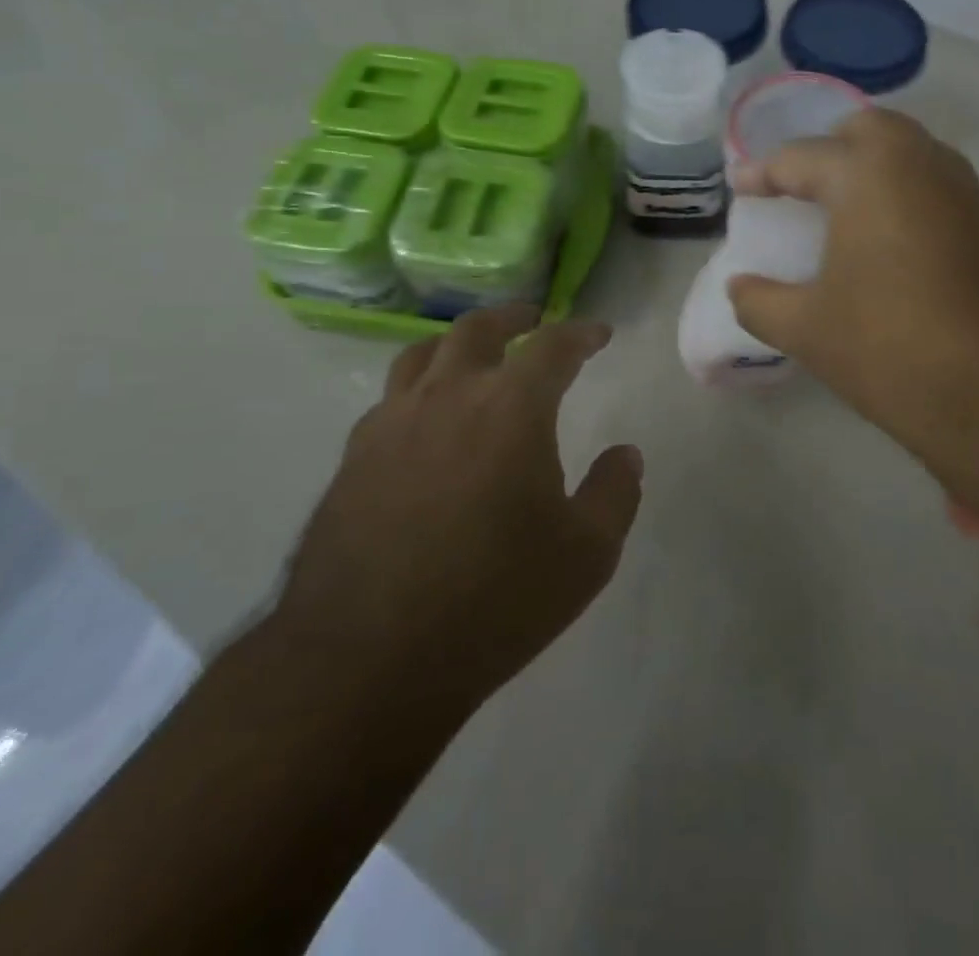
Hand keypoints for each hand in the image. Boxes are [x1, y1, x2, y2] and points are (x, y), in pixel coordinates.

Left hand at [274, 306, 642, 716]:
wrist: (367, 660)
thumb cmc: (495, 600)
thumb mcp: (586, 554)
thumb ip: (614, 493)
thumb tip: (625, 454)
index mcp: (511, 407)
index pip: (553, 346)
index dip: (581, 333)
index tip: (598, 333)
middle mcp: (448, 396)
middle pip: (477, 330)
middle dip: (513, 318)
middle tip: (532, 320)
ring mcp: (391, 423)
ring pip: (422, 354)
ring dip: (457, 343)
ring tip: (474, 354)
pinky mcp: (353, 458)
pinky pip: (390, 400)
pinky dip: (419, 389)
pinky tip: (426, 420)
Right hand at [727, 110, 978, 517]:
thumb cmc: (891, 348)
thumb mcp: (807, 330)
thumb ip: (759, 302)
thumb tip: (739, 288)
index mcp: (868, 173)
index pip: (800, 157)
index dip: (762, 173)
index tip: (740, 188)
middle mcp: (921, 162)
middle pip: (865, 131)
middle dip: (826, 150)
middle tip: (797, 187)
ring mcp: (964, 190)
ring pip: (908, 153)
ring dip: (869, 169)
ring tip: (838, 211)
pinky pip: (933, 185)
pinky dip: (901, 193)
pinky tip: (885, 241)